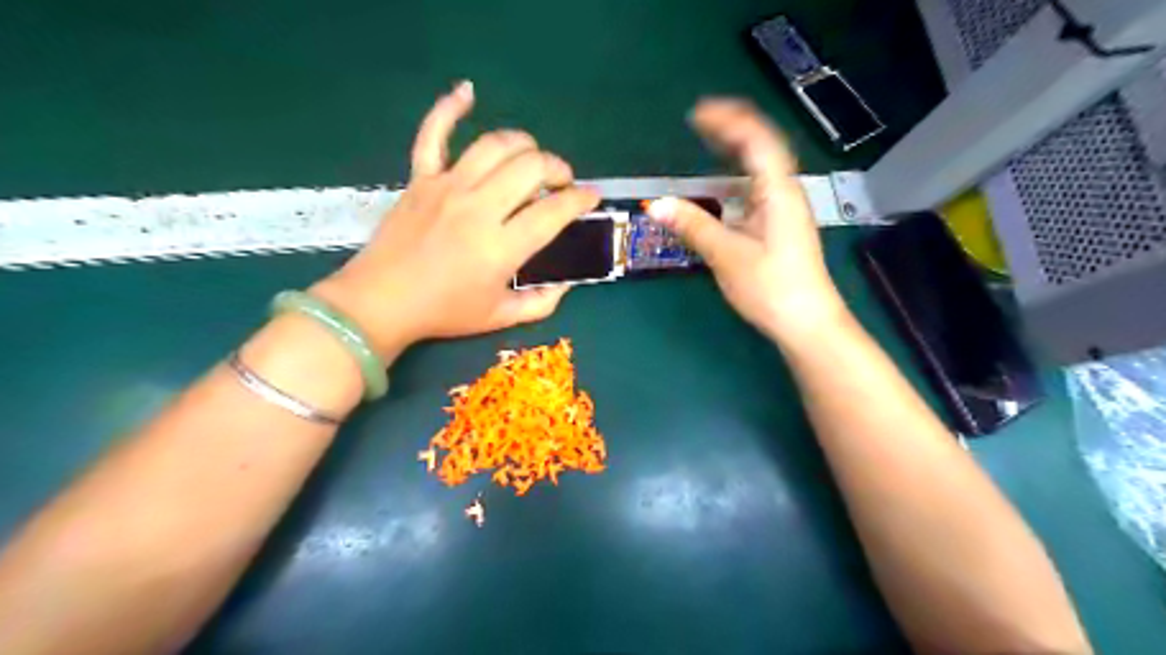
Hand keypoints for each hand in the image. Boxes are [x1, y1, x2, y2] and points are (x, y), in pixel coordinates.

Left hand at [312, 82, 601, 361]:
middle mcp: (478, 208)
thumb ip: (540, 303)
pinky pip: (434, 133)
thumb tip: (565, 285)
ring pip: (495, 145)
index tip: (591, 198)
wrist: (380, 303)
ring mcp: (447, 187)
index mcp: (501, 247)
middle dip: (558, 168)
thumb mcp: (500, 318)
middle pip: (531, 167)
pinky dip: (450, 108)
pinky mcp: (421, 178)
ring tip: (531, 159)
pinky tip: (467, 92)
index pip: (554, 211)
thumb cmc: (443, 312)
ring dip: (524, 145)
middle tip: (561, 183)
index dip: (581, 200)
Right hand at [647, 97, 849, 342]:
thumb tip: (657, 205)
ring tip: (707, 143)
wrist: (806, 322)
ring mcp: (783, 210)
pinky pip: (755, 190)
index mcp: (778, 192)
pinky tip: (720, 188)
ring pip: (759, 170)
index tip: (697, 114)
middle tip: (698, 121)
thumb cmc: (771, 287)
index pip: (756, 141)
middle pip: (761, 148)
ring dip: (733, 153)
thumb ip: (693, 226)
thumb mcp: (727, 256)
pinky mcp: (778, 227)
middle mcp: (785, 193)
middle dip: (731, 130)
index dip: (728, 121)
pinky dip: (735, 179)